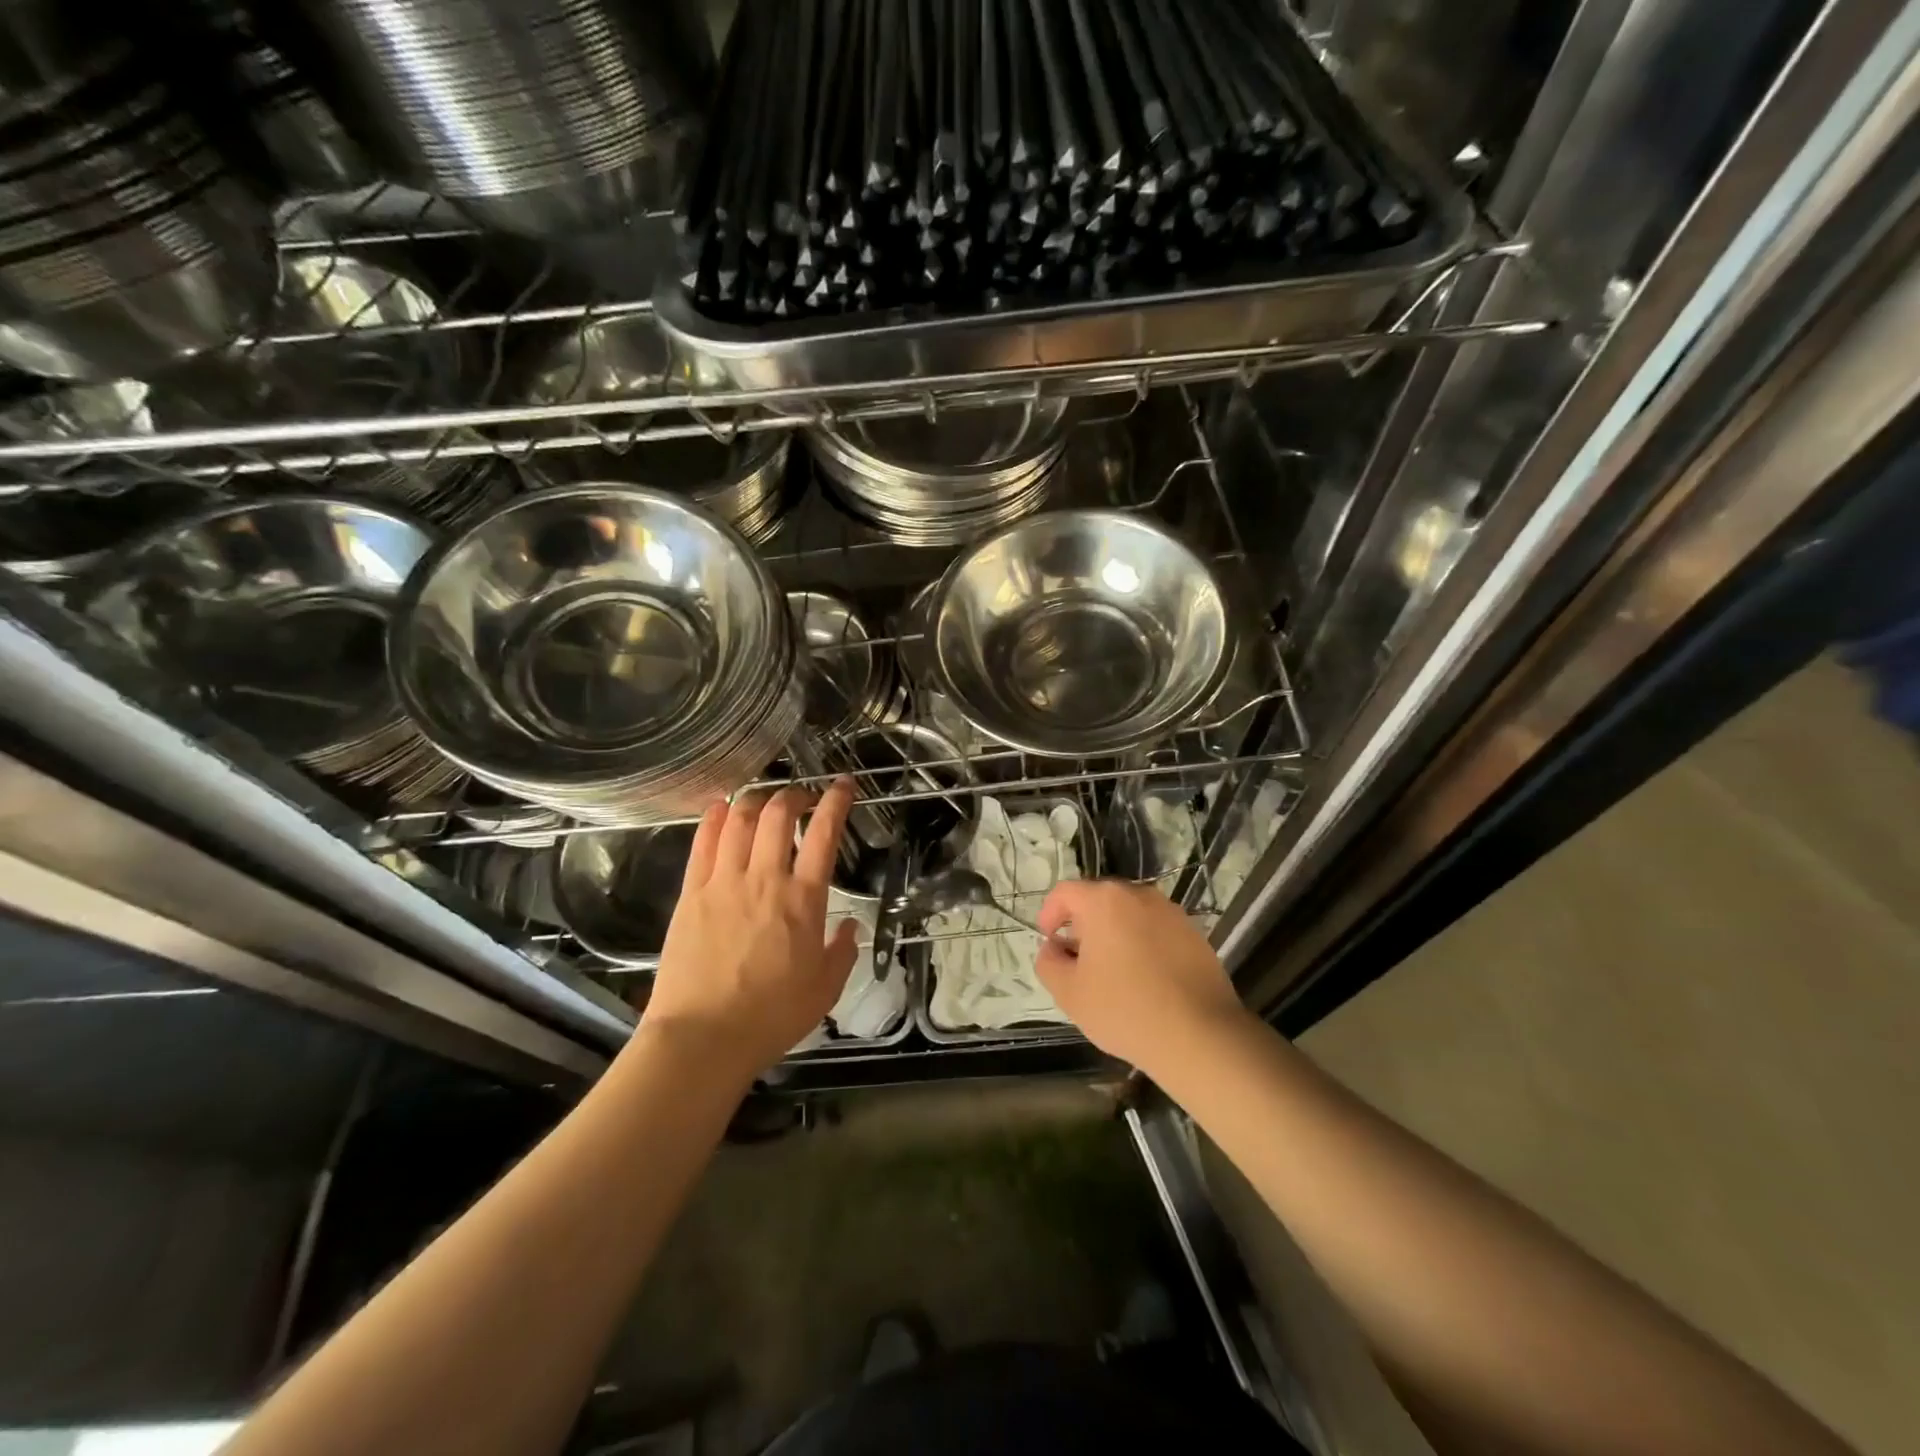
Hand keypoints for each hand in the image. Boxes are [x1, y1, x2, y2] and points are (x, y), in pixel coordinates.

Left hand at [641, 780, 859, 1084]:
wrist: (703, 1038)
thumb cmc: (771, 1016)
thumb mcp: (825, 990)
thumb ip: (842, 952)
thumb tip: (850, 926)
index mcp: (803, 900)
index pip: (824, 834)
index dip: (836, 801)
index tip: (844, 786)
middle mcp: (765, 879)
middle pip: (778, 814)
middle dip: (793, 795)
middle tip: (801, 798)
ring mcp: (723, 882)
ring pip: (739, 820)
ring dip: (755, 800)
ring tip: (763, 800)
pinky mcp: (691, 894)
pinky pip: (703, 843)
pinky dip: (714, 818)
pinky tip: (720, 808)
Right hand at [1034, 879, 1251, 1076]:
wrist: (1200, 1035)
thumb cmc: (1125, 1009)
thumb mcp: (1069, 993)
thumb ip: (1049, 962)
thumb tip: (1054, 948)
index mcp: (1104, 900)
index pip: (1065, 892)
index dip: (1049, 914)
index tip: (1050, 943)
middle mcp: (1139, 894)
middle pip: (1099, 899)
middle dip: (1083, 924)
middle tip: (1078, 960)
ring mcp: (1171, 912)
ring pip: (1130, 914)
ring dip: (1114, 934)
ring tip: (1112, 972)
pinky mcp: (1194, 933)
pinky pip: (1156, 929)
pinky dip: (1142, 944)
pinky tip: (1145, 979)